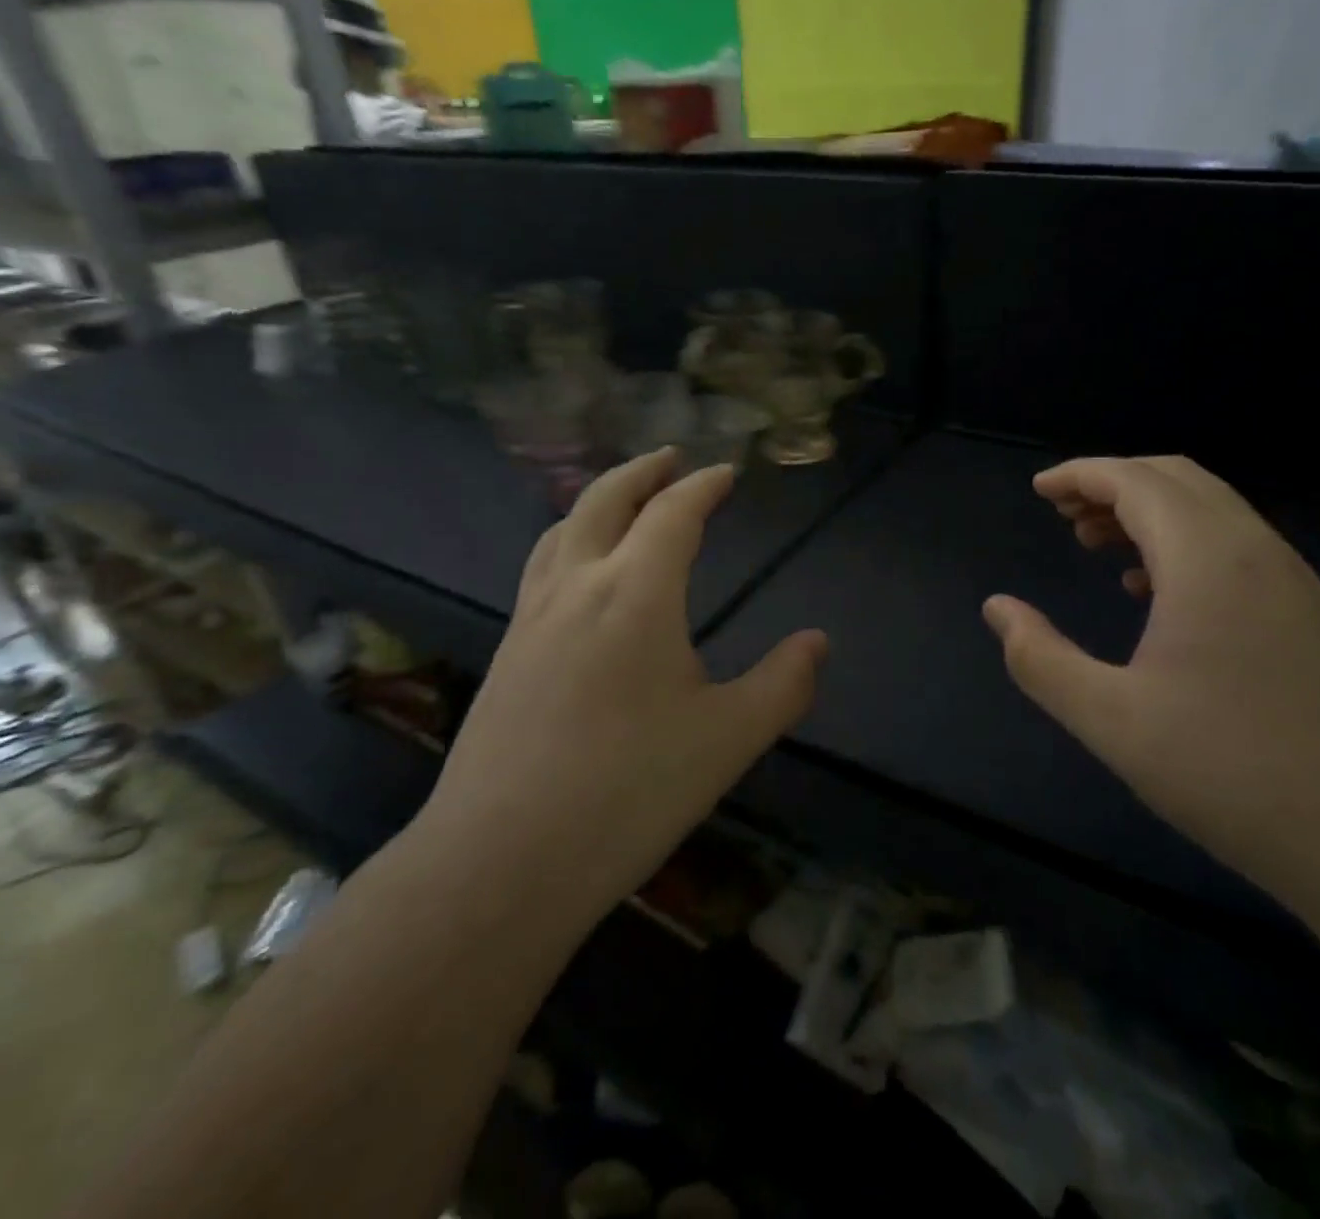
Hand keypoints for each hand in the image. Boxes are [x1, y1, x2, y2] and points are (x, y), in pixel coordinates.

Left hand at [425, 449, 826, 905]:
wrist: (501, 861)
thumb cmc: (628, 792)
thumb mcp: (728, 740)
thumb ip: (783, 684)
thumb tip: (817, 642)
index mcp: (635, 593)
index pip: (673, 513)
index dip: (703, 486)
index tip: (725, 473)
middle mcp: (577, 586)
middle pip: (604, 500)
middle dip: (642, 471)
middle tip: (670, 458)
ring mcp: (531, 618)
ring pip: (562, 530)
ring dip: (598, 500)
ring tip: (624, 500)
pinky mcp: (506, 652)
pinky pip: (541, 568)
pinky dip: (569, 540)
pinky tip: (578, 574)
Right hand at [983, 456, 1319, 912]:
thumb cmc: (1230, 773)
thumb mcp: (1110, 719)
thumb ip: (1039, 658)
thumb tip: (997, 608)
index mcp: (1208, 559)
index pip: (1135, 481)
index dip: (1080, 475)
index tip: (1038, 490)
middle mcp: (1257, 551)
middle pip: (1177, 480)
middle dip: (1113, 484)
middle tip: (1064, 516)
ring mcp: (1295, 582)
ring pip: (1212, 511)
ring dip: (1150, 513)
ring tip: (1098, 547)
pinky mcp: (1314, 616)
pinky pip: (1237, 548)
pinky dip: (1185, 544)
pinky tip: (1156, 595)